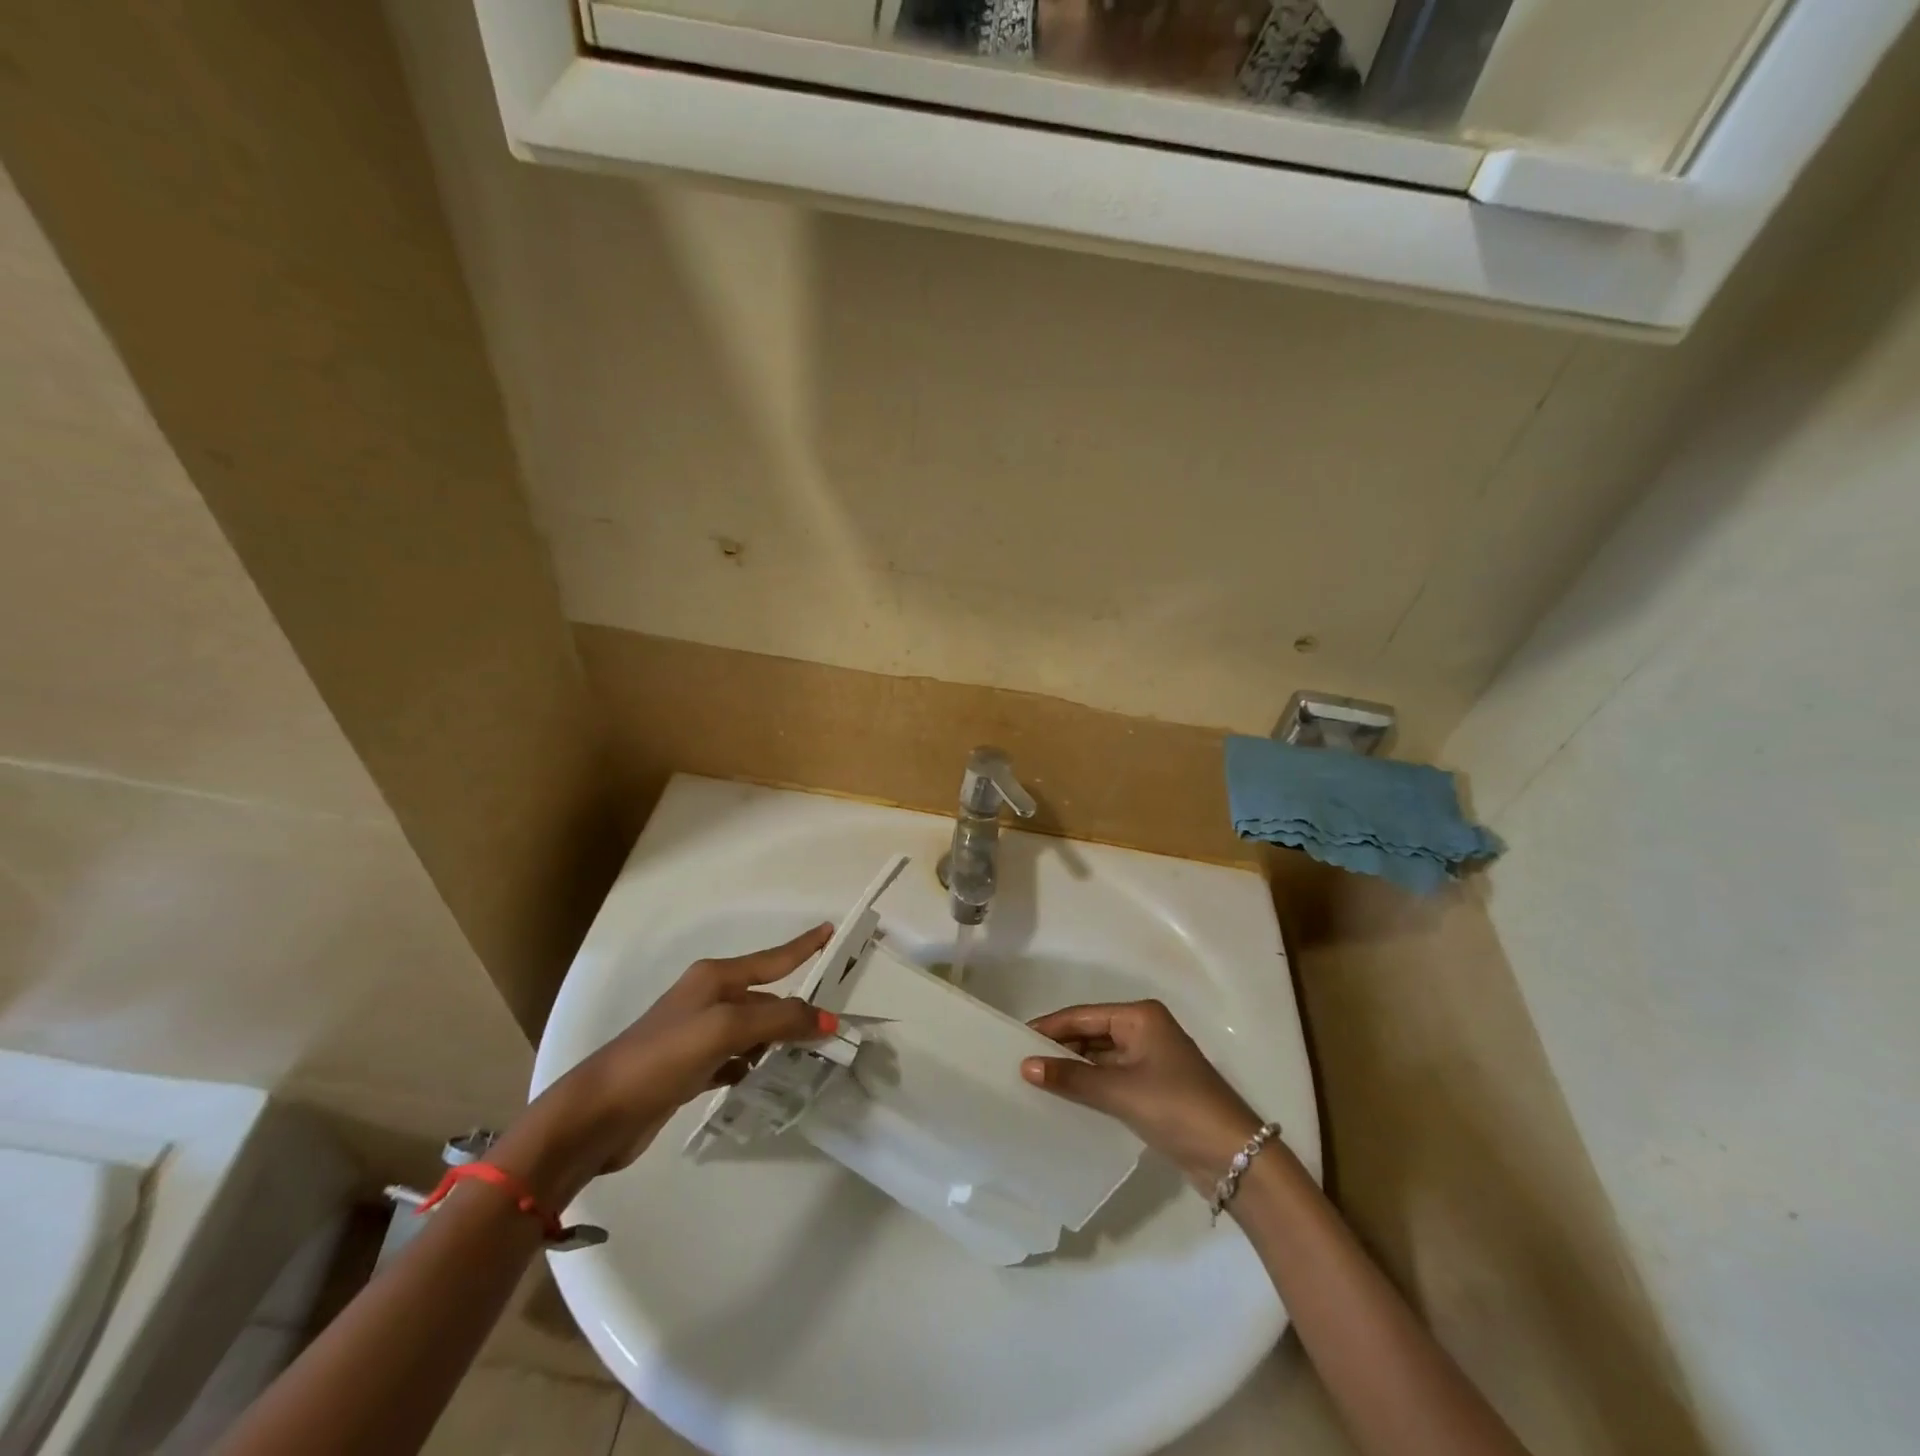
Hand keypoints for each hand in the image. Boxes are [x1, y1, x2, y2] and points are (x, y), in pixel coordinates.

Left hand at [494, 924, 836, 1203]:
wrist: (597, 1114)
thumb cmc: (661, 1058)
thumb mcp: (724, 1030)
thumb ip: (778, 1020)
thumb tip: (827, 1020)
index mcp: (714, 979)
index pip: (771, 959)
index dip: (802, 946)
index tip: (829, 930)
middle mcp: (707, 1000)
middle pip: (765, 998)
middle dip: (796, 1009)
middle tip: (832, 1025)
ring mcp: (696, 1035)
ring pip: (752, 1030)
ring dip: (777, 1039)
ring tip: (811, 1053)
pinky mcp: (688, 1069)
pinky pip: (735, 1059)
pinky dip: (753, 1065)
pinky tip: (764, 1078)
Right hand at [1022, 1000, 1262, 1191]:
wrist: (1233, 1156)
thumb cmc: (1176, 1107)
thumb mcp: (1120, 1091)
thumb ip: (1072, 1079)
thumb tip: (1026, 1067)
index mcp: (1140, 1016)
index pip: (1083, 1016)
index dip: (1049, 1027)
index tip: (1015, 1039)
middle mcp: (1145, 1030)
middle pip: (1091, 1033)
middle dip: (1059, 1048)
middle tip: (1020, 1062)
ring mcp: (1151, 1059)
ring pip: (1100, 1057)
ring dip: (1073, 1069)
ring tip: (1034, 1080)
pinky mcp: (1153, 1088)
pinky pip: (1111, 1078)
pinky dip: (1089, 1086)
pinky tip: (1065, 1098)